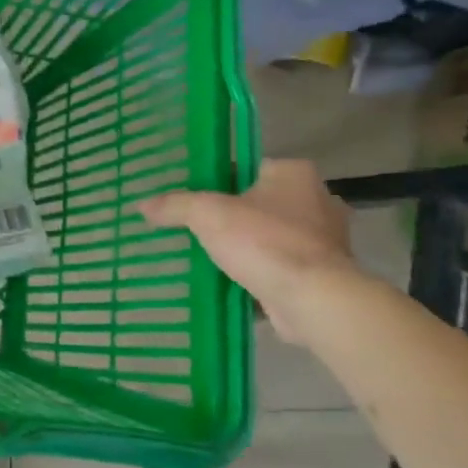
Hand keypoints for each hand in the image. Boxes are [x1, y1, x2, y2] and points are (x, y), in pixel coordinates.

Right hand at [139, 160, 355, 342]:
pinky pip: (280, 266)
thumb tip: (142, 205)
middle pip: (258, 203)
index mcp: (294, 174)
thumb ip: (175, 205)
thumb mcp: (207, 214)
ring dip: (246, 246)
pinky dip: (259, 271)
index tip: (190, 196)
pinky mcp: (323, 274)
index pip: (247, 168)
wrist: (314, 300)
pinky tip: (231, 280)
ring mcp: (324, 240)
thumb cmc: (264, 241)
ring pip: (270, 236)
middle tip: (195, 226)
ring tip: (208, 255)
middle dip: (231, 216)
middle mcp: (316, 200)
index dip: (216, 180)